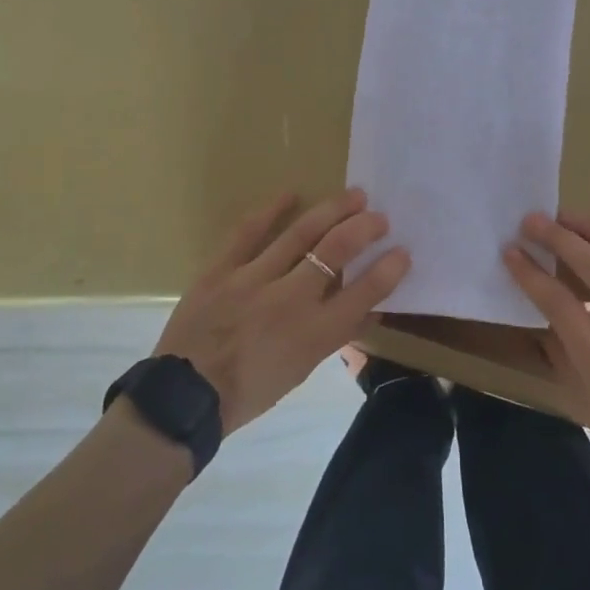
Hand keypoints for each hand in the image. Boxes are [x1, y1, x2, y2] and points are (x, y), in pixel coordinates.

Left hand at [152, 188, 409, 434]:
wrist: (186, 396)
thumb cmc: (249, 392)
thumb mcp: (301, 370)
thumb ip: (333, 335)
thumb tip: (367, 307)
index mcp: (313, 335)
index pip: (363, 294)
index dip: (388, 270)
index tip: (403, 251)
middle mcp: (290, 301)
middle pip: (335, 252)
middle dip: (364, 229)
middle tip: (380, 216)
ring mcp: (253, 280)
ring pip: (300, 234)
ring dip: (331, 211)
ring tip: (353, 195)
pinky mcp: (221, 269)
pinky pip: (248, 232)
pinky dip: (271, 210)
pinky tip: (292, 193)